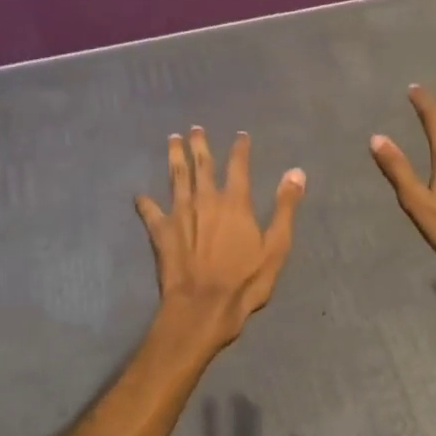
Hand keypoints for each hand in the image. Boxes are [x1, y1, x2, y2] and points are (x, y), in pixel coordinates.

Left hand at [136, 127, 304, 356]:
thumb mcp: (276, 246)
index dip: (240, 148)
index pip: (238, 166)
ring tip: (172, 139)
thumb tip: (296, 172)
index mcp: (234, 202)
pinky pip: (150, 211)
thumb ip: (284, 207)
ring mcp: (179, 213)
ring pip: (176, 177)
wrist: (203, 306)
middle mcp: (205, 199)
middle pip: (202, 164)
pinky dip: (145, 202)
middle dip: (199, 144)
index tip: (240, 134)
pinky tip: (139, 195)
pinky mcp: (160, 232)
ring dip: (174, 157)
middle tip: (195, 128)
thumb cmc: (245, 280)